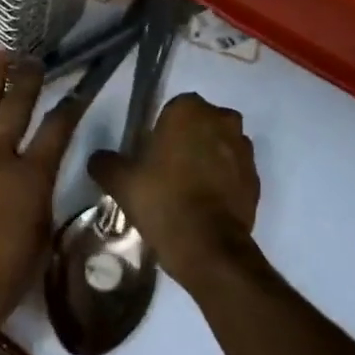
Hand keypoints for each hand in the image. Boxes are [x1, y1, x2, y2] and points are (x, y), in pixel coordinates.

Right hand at [88, 93, 259, 291]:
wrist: (208, 247)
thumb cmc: (163, 200)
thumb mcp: (121, 181)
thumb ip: (105, 162)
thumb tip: (99, 159)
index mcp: (189, 110)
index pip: (174, 107)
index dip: (162, 130)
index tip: (151, 154)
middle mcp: (222, 120)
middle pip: (201, 123)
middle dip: (188, 140)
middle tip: (167, 169)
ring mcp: (244, 150)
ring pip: (221, 145)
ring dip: (209, 158)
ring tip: (188, 188)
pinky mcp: (256, 179)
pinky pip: (234, 171)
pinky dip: (223, 181)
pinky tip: (205, 204)